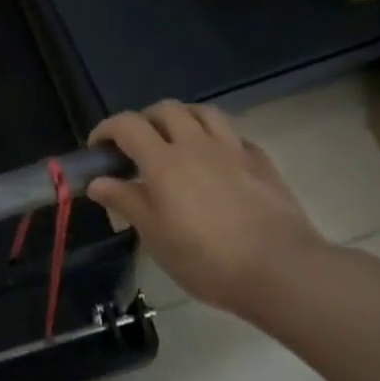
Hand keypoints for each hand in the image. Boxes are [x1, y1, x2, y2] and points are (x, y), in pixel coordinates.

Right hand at [87, 102, 328, 314]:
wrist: (281, 271)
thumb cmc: (206, 258)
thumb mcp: (155, 237)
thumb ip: (126, 202)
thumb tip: (98, 182)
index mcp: (164, 161)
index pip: (127, 125)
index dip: (106, 130)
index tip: (97, 148)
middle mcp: (196, 145)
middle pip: (166, 110)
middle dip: (145, 120)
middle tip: (136, 145)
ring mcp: (233, 150)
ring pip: (204, 112)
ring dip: (183, 118)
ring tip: (176, 140)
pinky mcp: (262, 163)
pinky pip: (235, 136)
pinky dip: (218, 140)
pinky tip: (217, 161)